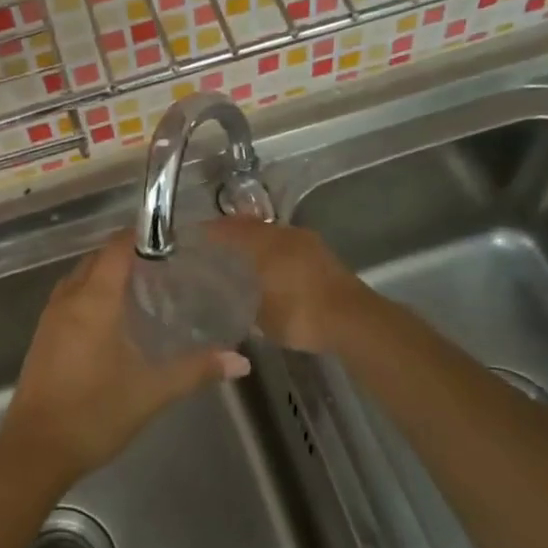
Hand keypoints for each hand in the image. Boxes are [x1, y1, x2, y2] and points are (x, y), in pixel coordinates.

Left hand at [0, 232, 249, 488]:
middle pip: (97, 259)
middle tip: (166, 266)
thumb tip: (240, 361)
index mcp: (93, 301)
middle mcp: (68, 299)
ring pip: (80, 277)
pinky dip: (92, 293)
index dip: (142, 236)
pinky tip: (114, 319)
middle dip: (128, 254)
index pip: (116, 248)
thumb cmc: (94, 413)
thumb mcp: (151, 391)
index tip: (173, 239)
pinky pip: (70, 297)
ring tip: (144, 287)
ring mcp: (51, 318)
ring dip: (107, 274)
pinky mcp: (43, 337)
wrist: (34, 451)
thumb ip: (196, 370)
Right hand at [203, 217, 369, 353]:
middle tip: (215, 245)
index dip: (211, 231)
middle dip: (233, 233)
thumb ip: (243, 304)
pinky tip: (270, 268)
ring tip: (241, 257)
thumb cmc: (300, 314)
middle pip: (253, 227)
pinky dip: (275, 253)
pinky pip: (289, 247)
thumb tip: (229, 300)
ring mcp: (308, 243)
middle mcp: (285, 235)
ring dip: (257, 242)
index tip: (194, 235)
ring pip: (274, 235)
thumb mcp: (262, 317)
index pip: (230, 229)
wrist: (354, 320)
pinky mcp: (323, 257)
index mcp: (265, 243)